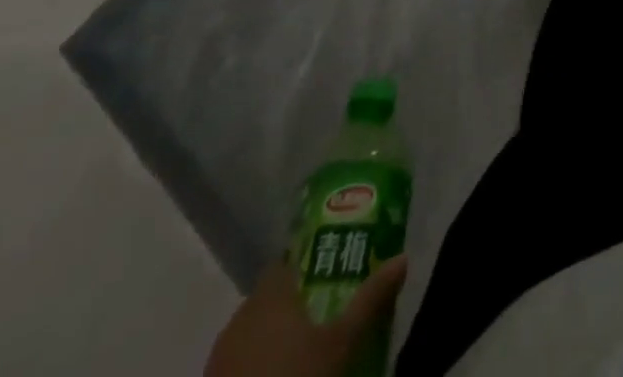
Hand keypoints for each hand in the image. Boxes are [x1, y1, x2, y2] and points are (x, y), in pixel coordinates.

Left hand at [205, 258, 407, 376]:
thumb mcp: (342, 342)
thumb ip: (370, 298)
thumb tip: (403, 258)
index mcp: (269, 295)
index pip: (287, 260)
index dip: (310, 262)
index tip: (334, 271)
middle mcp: (239, 316)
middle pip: (271, 295)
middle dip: (296, 301)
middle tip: (327, 312)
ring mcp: (219, 357)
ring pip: (253, 331)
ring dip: (275, 336)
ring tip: (306, 350)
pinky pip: (239, 363)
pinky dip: (257, 364)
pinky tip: (280, 376)